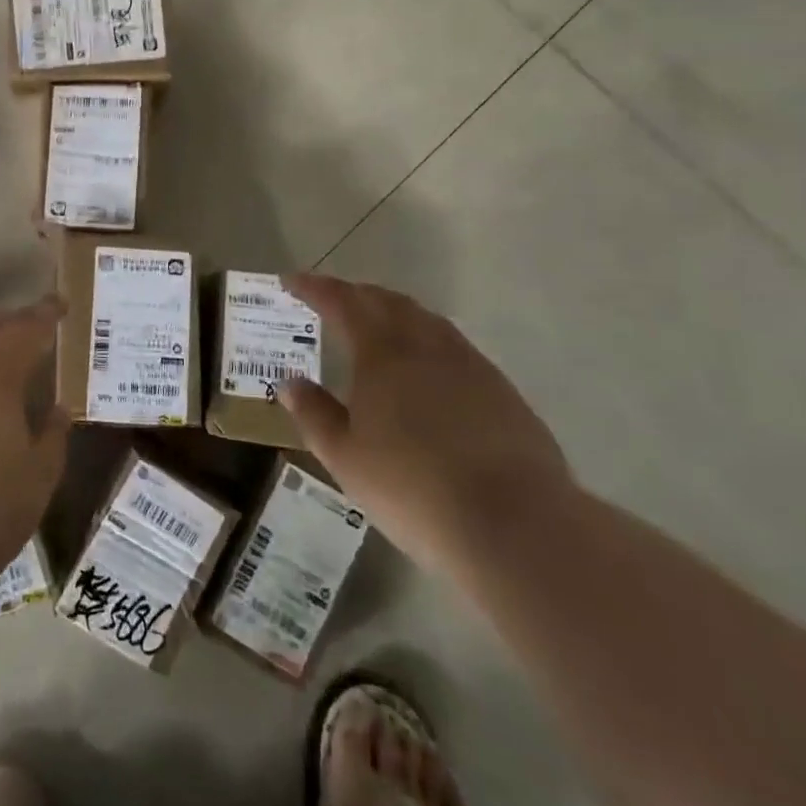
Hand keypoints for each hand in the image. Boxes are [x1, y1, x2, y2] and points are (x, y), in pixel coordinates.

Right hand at [277, 273, 572, 573]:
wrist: (515, 524)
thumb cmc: (413, 487)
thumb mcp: (345, 457)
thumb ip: (314, 414)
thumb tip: (290, 383)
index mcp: (382, 351)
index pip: (342, 302)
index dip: (315, 288)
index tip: (292, 281)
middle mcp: (425, 344)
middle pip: (387, 302)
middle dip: (356, 294)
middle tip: (332, 299)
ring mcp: (470, 364)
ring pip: (425, 320)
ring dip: (395, 313)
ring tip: (378, 325)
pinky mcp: (502, 391)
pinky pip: (454, 347)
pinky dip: (428, 341)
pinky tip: (427, 369)